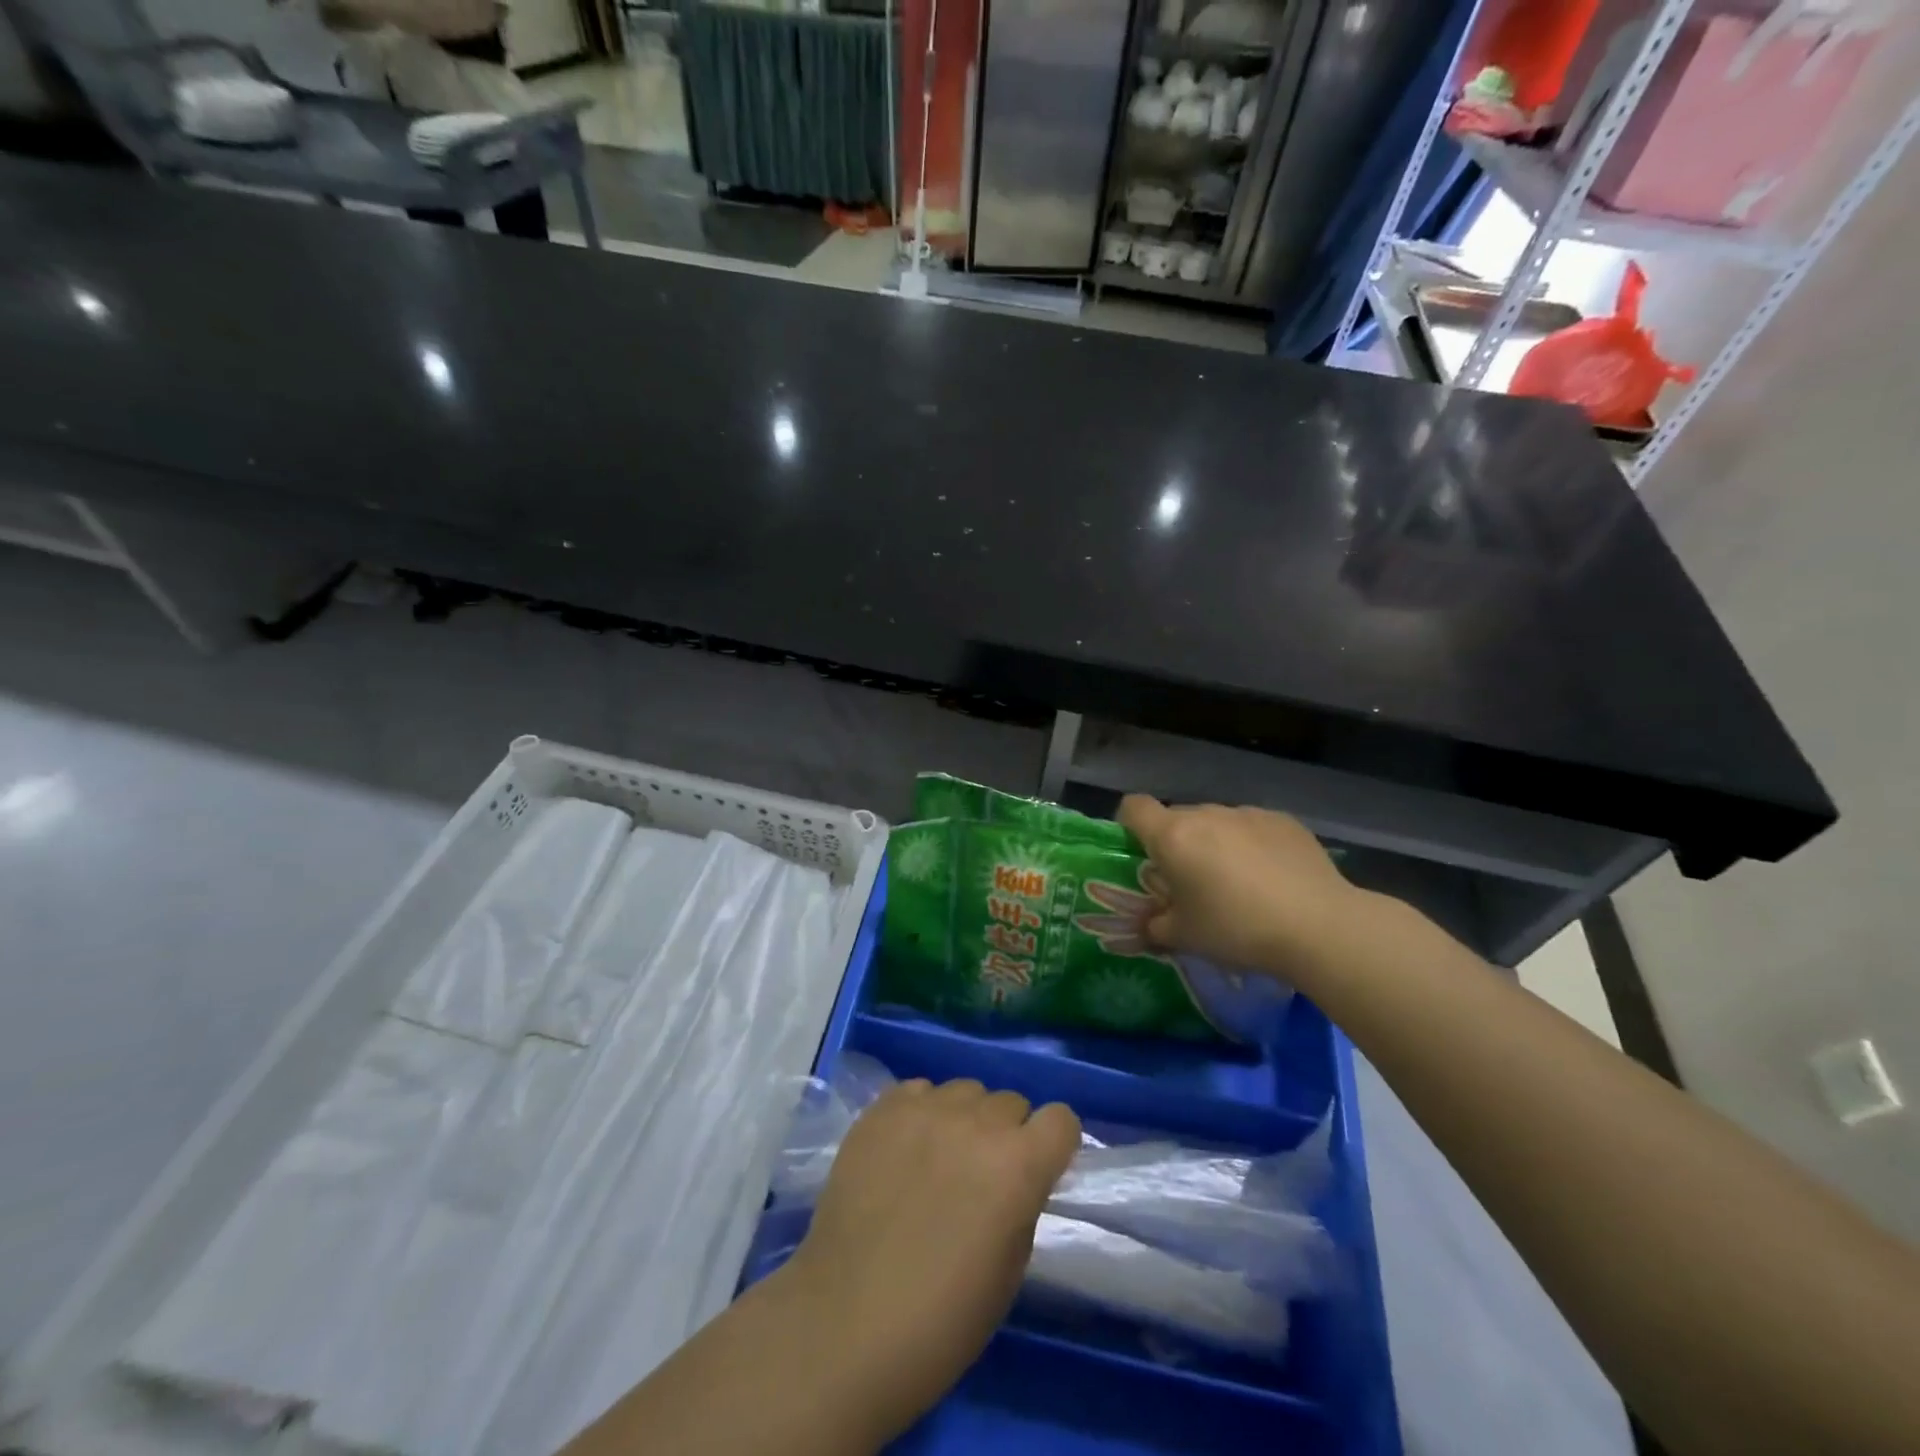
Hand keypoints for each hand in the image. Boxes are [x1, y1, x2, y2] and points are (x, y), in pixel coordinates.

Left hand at [777, 1079, 1079, 1444]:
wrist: (846, 1324)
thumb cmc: (942, 1320)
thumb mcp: (1010, 1269)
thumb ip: (1022, 1203)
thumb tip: (1016, 1177)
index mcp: (1018, 1164)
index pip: (1061, 1119)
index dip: (1053, 1144)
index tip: (1039, 1169)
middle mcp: (976, 1121)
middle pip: (1010, 1102)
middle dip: (1006, 1134)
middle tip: (981, 1176)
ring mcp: (925, 1109)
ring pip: (964, 1091)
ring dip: (963, 1119)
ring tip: (938, 1161)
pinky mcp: (882, 1108)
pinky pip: (918, 1092)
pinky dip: (921, 1113)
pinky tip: (903, 1151)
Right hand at [1118, 795, 1361, 976]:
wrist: (1319, 926)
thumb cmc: (1237, 929)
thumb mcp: (1184, 937)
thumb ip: (1156, 925)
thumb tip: (1149, 923)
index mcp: (1173, 836)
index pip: (1133, 807)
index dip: (1128, 824)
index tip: (1140, 853)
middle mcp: (1207, 814)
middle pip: (1177, 817)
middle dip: (1176, 843)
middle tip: (1190, 882)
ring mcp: (1248, 813)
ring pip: (1216, 822)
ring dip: (1215, 844)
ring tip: (1237, 883)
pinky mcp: (1283, 820)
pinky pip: (1251, 827)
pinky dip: (1251, 845)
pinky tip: (1272, 878)